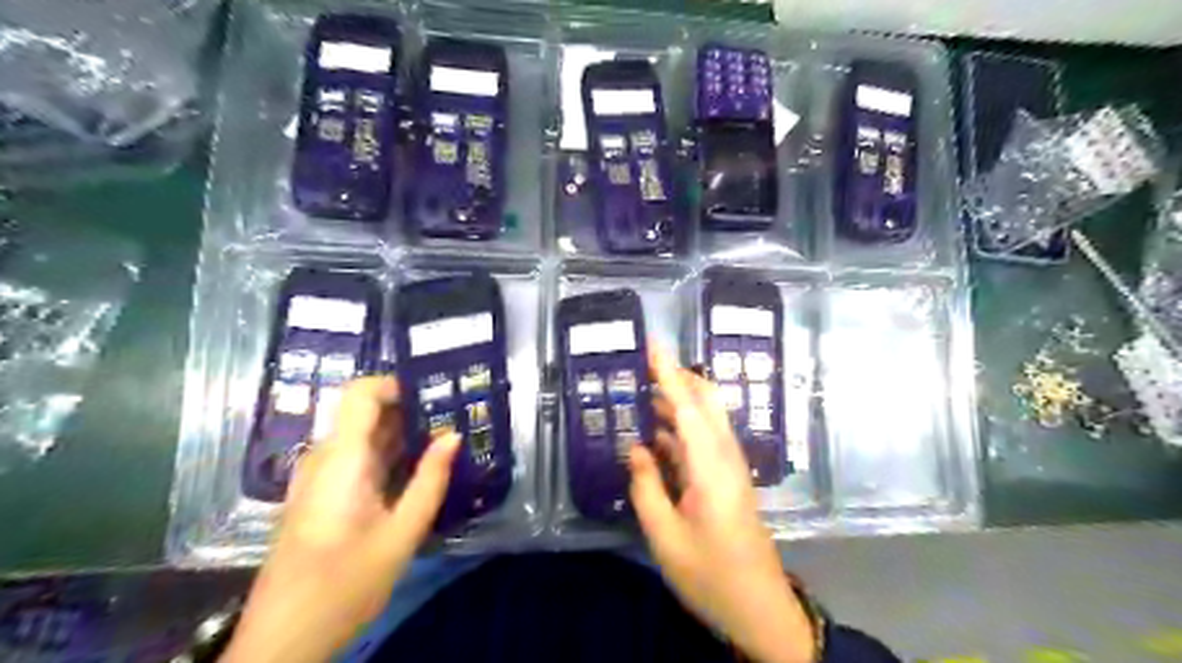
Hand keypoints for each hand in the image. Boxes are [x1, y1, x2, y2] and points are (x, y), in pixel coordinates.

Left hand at [223, 378, 459, 662]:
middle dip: (410, 410)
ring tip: (445, 440)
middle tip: (455, 417)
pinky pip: (357, 459)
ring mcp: (319, 477)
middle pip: (366, 413)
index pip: (361, 392)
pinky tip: (418, 471)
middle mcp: (325, 458)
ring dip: (402, 434)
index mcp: (342, 459)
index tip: (435, 394)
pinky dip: (388, 456)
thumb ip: (430, 480)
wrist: (284, 638)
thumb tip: (454, 435)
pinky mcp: (320, 494)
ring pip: (363, 436)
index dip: (396, 383)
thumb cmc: (345, 585)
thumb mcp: (402, 533)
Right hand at [632, 348, 818, 661]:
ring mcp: (730, 468)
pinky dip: (682, 428)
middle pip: (706, 403)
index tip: (653, 346)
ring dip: (679, 402)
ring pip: (706, 419)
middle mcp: (725, 457)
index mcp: (710, 466)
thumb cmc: (710, 573)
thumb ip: (647, 487)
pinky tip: (658, 434)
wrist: (759, 606)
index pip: (688, 407)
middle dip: (678, 379)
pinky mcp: (729, 480)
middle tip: (645, 366)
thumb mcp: (665, 536)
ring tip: (645, 394)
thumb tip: (638, 448)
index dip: (669, 374)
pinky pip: (705, 440)